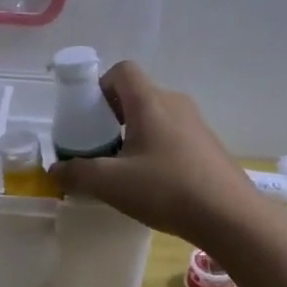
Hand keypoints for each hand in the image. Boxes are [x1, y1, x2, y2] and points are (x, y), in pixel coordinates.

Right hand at [49, 62, 264, 247]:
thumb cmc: (166, 189)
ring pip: (157, 116)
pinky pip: (174, 134)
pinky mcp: (209, 145)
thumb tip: (55, 170)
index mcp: (150, 102)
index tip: (89, 116)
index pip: (122, 70)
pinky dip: (157, 147)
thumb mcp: (112, 184)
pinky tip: (154, 182)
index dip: (100, 86)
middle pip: (138, 93)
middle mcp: (175, 103)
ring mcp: (197, 124)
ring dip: (136, 133)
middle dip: (114, 115)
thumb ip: (78, 173)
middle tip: (100, 146)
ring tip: (124, 168)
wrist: (230, 216)